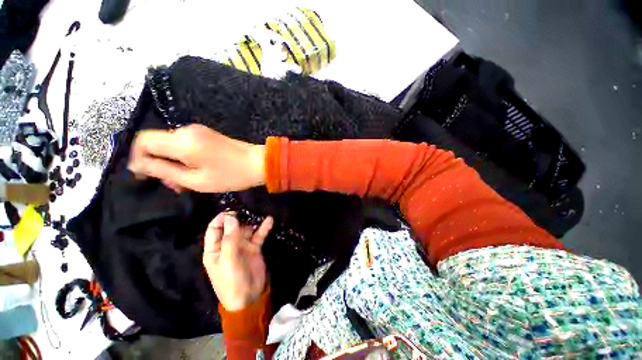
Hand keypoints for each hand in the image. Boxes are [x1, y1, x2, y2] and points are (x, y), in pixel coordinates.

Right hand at [128, 124, 265, 192]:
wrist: (259, 163)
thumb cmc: (231, 175)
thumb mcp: (196, 180)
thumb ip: (164, 171)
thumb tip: (137, 165)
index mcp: (182, 141)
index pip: (143, 141)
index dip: (137, 158)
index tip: (145, 176)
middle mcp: (186, 130)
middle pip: (156, 143)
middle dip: (158, 164)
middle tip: (174, 185)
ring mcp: (198, 130)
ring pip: (170, 145)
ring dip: (172, 163)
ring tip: (186, 182)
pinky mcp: (206, 134)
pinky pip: (185, 144)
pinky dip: (183, 158)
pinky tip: (194, 172)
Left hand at [203, 212, 272, 310]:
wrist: (249, 297)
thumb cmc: (231, 280)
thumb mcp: (228, 260)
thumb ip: (230, 238)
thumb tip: (230, 217)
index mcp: (215, 249)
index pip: (214, 229)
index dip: (221, 219)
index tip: (232, 210)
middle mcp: (228, 245)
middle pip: (232, 227)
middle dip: (239, 217)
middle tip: (248, 207)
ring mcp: (242, 246)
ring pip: (246, 229)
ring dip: (252, 221)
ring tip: (259, 211)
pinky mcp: (254, 248)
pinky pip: (258, 235)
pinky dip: (263, 228)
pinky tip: (269, 220)